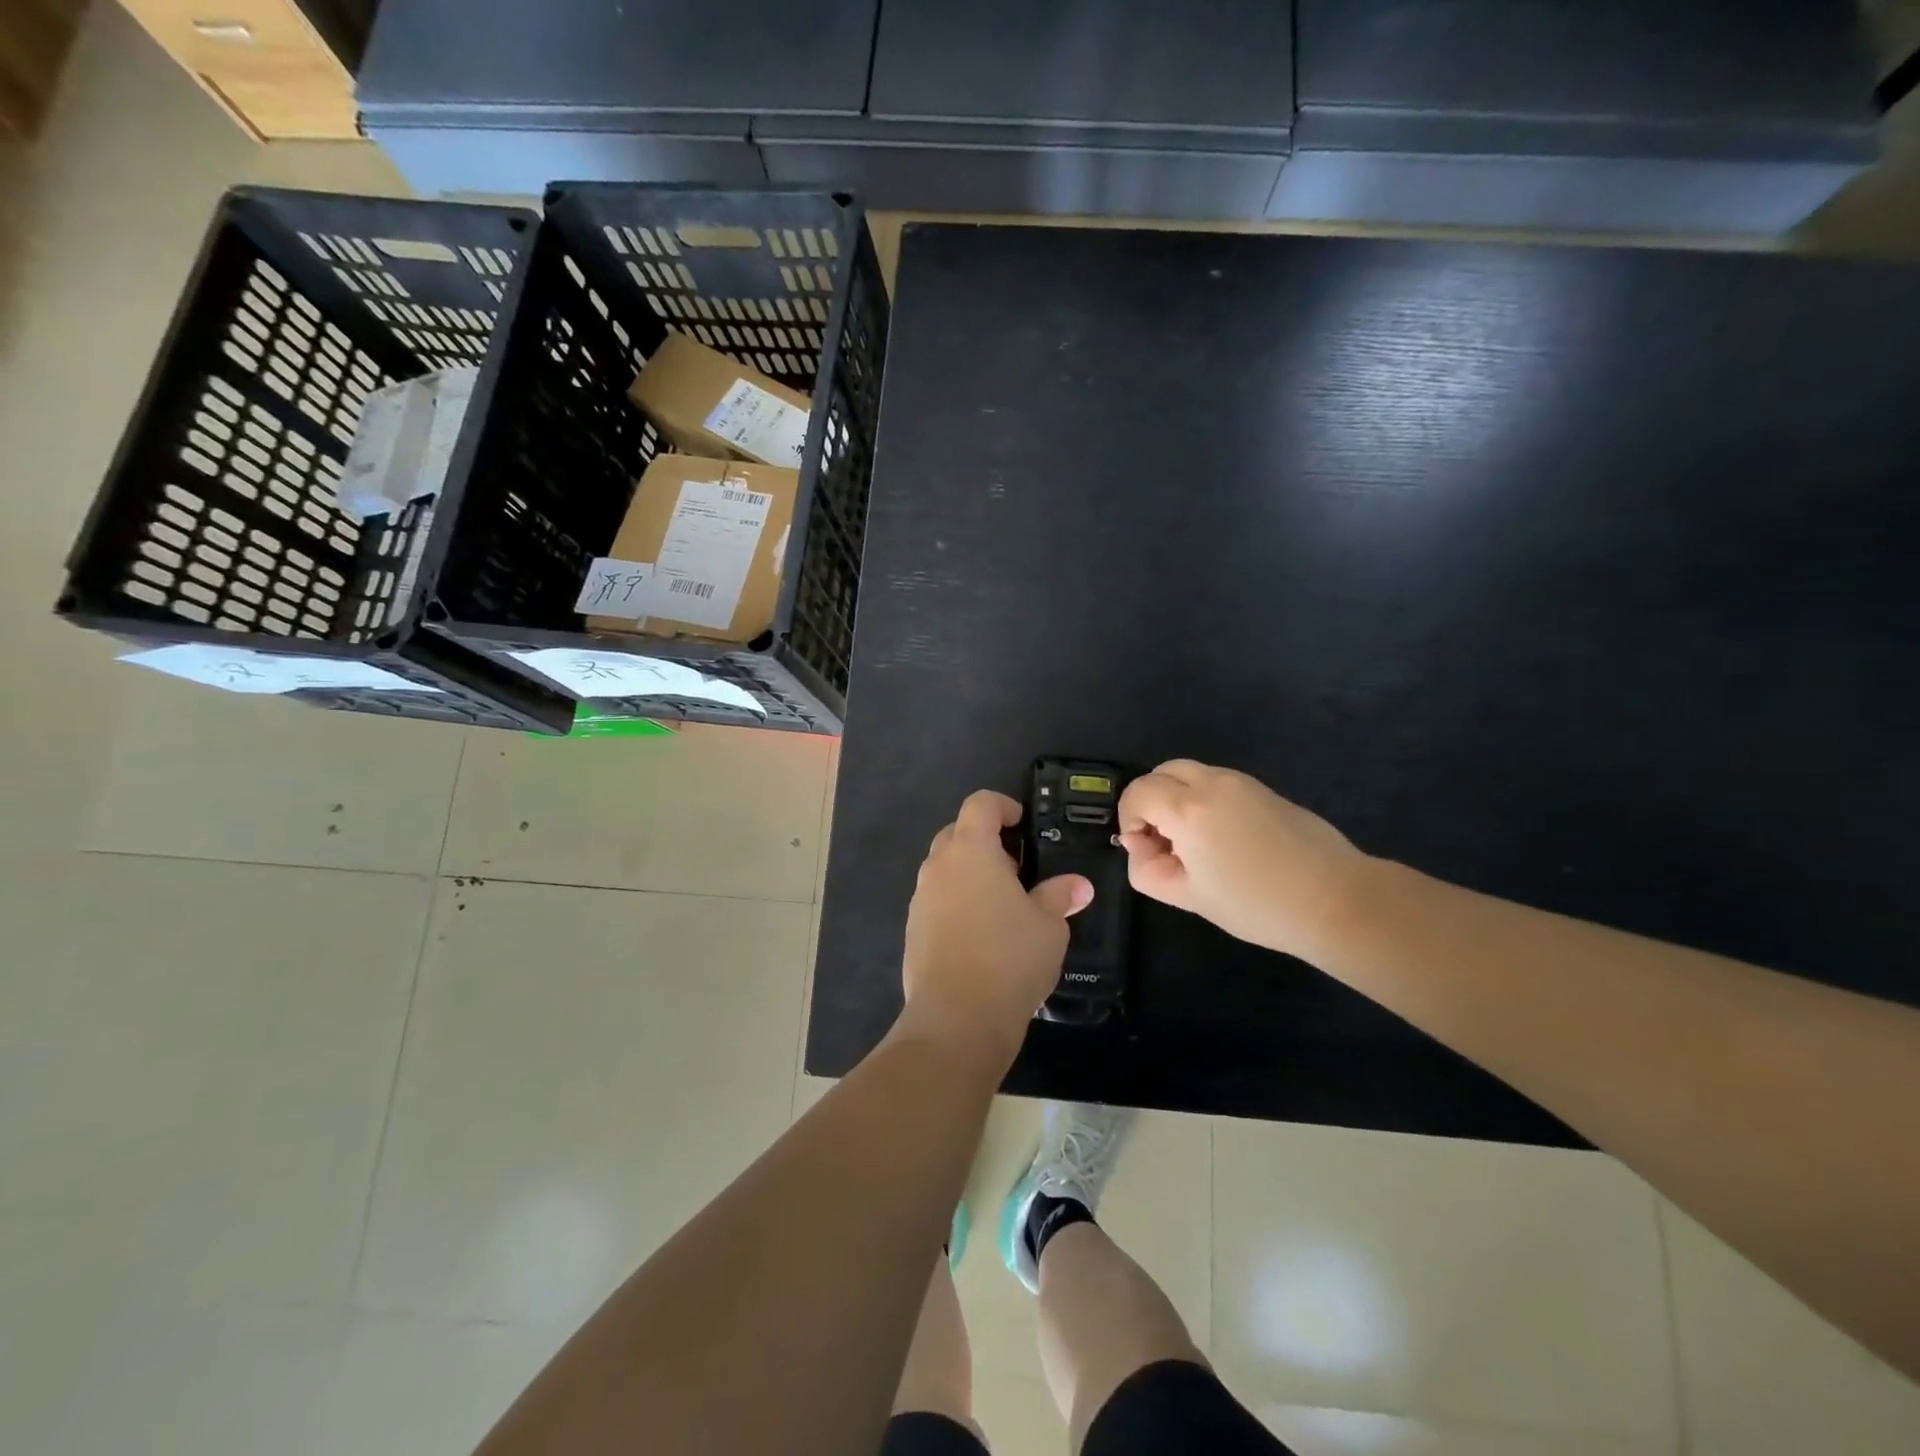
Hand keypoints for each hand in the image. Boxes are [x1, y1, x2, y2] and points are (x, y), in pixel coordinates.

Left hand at [901, 789, 1092, 1061]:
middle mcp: (938, 866)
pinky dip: (957, 902)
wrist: (956, 1019)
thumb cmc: (1009, 958)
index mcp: (971, 851)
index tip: (1021, 822)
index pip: (980, 804)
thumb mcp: (1048, 926)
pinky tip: (981, 934)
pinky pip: (936, 900)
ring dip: (969, 873)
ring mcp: (920, 899)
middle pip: (957, 833)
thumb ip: (1059, 897)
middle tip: (1016, 867)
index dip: (1002, 805)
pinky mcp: (913, 930)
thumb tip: (1078, 886)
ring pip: (944, 868)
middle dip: (985, 840)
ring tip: (1002, 903)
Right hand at [1117, 760, 1368, 961]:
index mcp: (1188, 808)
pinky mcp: (1265, 790)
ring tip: (1193, 841)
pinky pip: (1218, 782)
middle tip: (1163, 840)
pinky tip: (1224, 839)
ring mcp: (1242, 782)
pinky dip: (1204, 799)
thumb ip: (1148, 870)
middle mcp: (1212, 783)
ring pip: (1191, 773)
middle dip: (1151, 800)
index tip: (1143, 849)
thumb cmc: (1255, 904)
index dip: (1128, 818)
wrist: (1335, 900)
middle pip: (1162, 772)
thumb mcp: (1189, 897)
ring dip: (1178, 797)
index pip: (1138, 792)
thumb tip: (1139, 845)